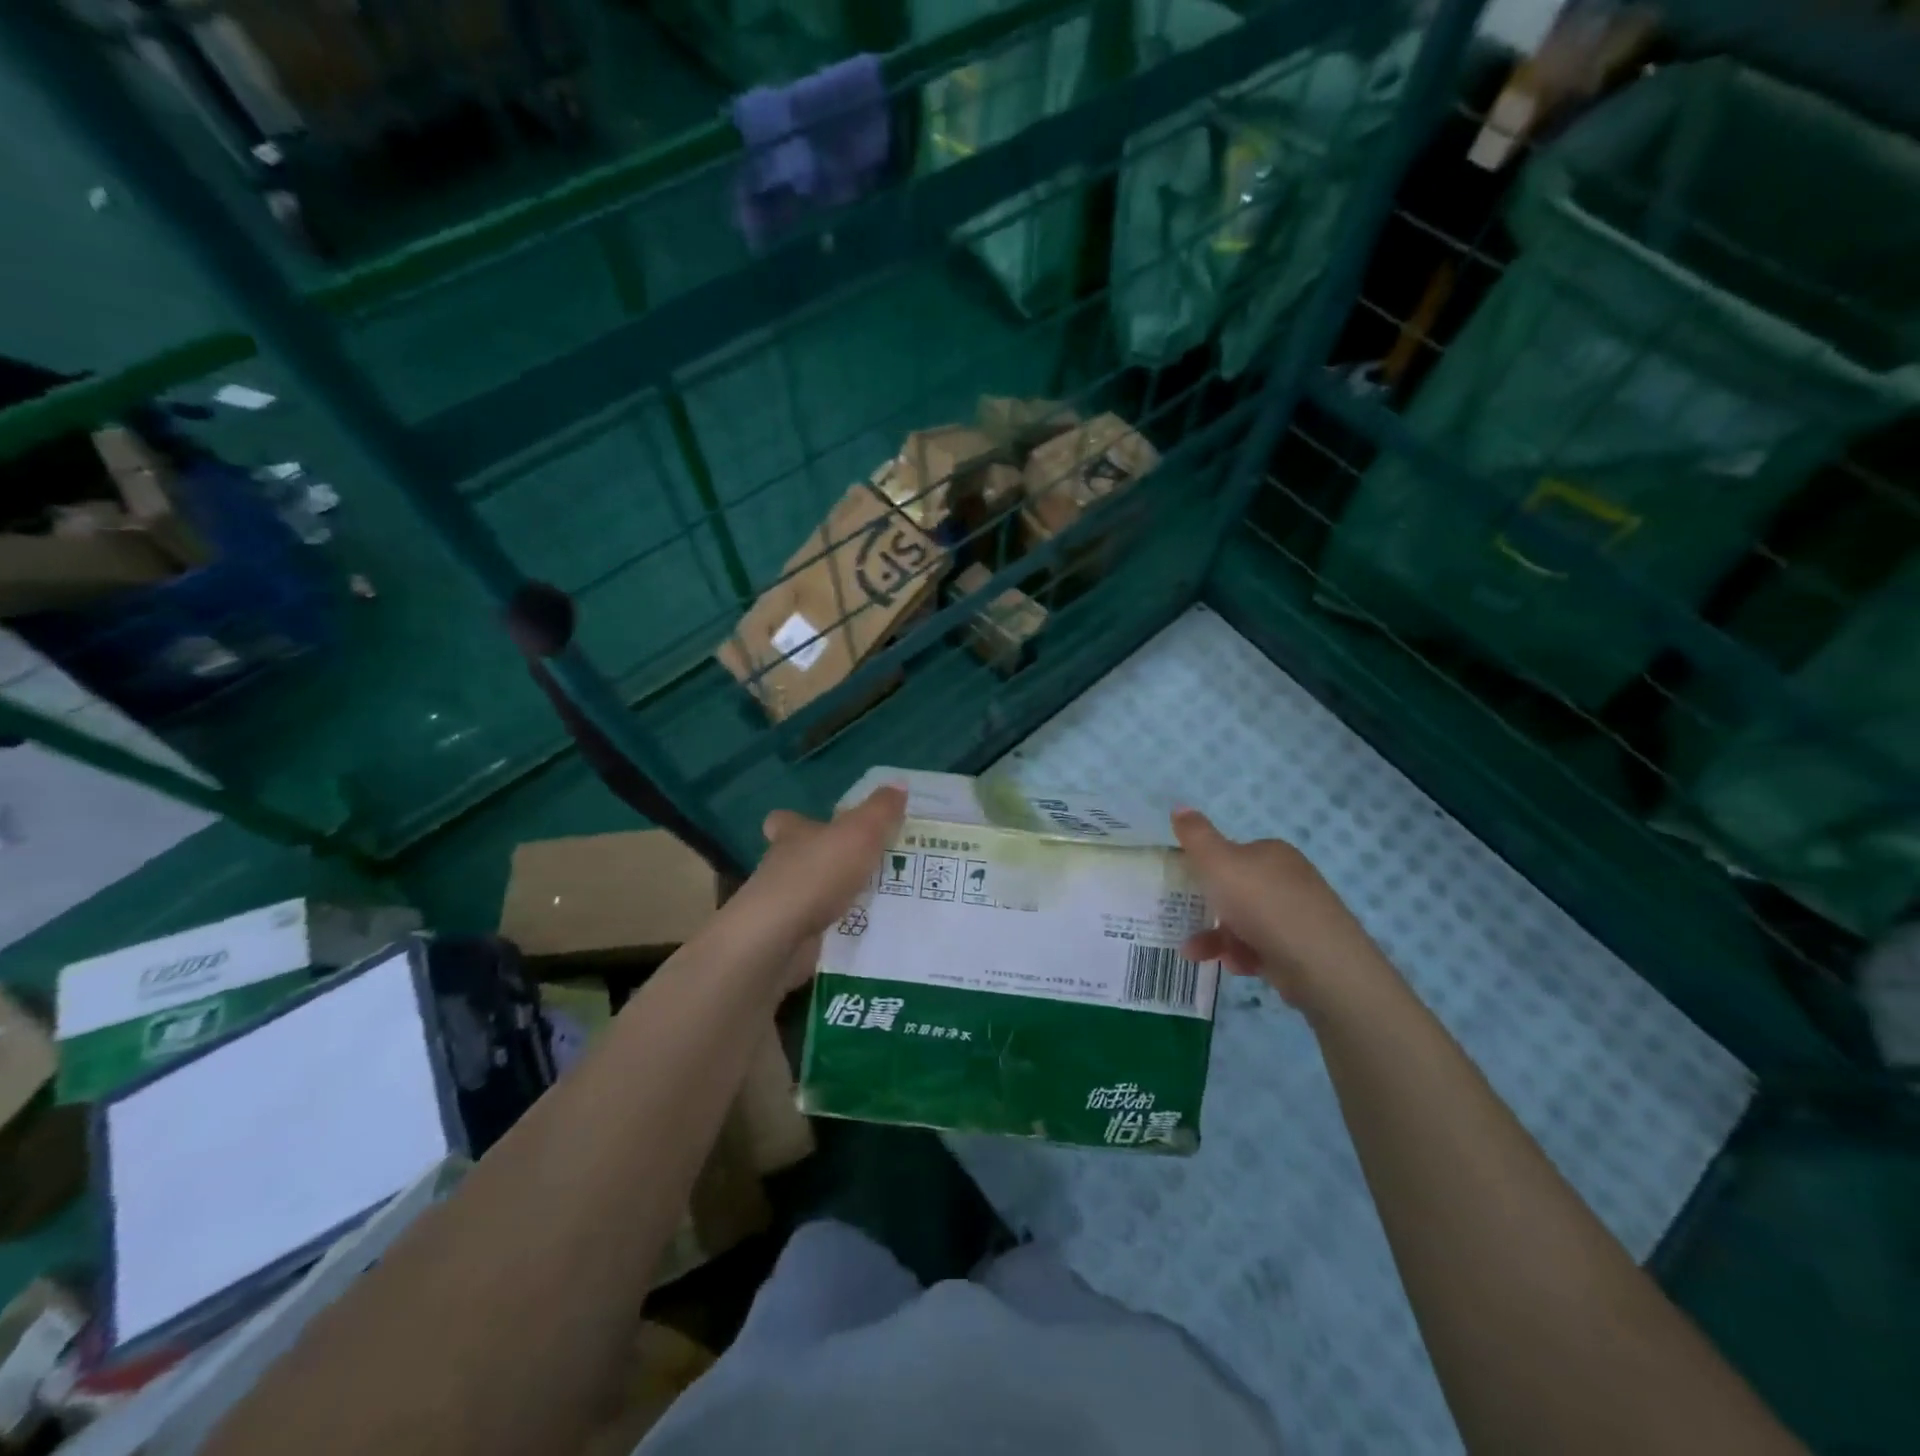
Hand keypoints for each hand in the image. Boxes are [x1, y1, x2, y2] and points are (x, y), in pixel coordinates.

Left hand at [711, 786, 905, 990]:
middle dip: (828, 862)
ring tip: (881, 900)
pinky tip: (868, 932)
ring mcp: (784, 905)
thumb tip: (899, 784)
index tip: (820, 825)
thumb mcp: (860, 832)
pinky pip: (820, 929)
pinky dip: (839, 930)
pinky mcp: (790, 938)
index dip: (797, 821)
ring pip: (813, 895)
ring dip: (837, 897)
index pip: (784, 821)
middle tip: (868, 865)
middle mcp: (782, 867)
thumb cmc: (817, 874)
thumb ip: (881, 810)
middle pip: (801, 858)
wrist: (779, 938)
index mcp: (793, 835)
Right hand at [1172, 808, 1397, 1012]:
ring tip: (1195, 953)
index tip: (1186, 885)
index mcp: (1272, 853)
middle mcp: (1288, 879)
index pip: (1233, 853)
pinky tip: (1237, 965)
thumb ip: (1196, 836)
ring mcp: (1298, 915)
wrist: (1321, 964)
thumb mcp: (1218, 863)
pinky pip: (1262, 947)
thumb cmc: (1263, 904)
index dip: (1207, 868)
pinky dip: (1243, 955)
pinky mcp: (1302, 949)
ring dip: (1217, 937)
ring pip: (1245, 922)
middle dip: (1209, 908)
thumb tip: (1179, 807)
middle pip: (1236, 890)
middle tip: (1185, 921)